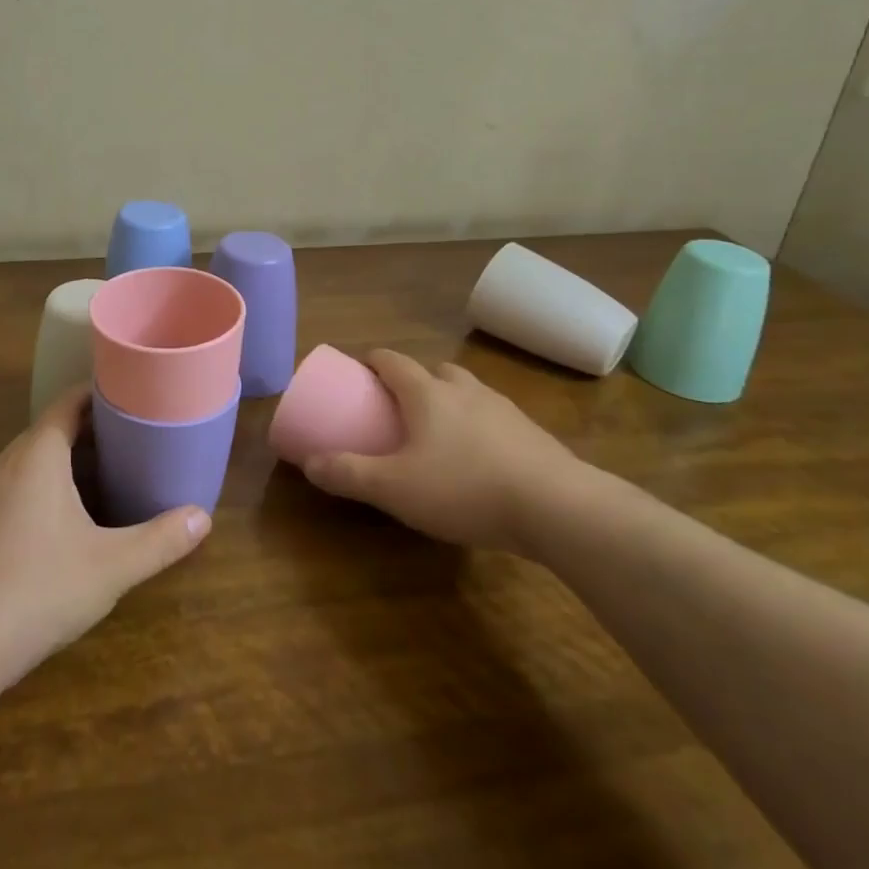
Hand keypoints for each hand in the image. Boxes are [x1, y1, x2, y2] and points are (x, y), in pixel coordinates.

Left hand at [0, 387, 210, 691]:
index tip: (134, 395)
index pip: (68, 402)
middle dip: (91, 429)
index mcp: (36, 454)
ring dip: (67, 459)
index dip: (100, 393)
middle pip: (51, 429)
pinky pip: (16, 485)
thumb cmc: (38, 590)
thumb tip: (203, 517)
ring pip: (32, 460)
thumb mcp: (111, 566)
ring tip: (110, 472)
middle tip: (135, 436)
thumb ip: (160, 540)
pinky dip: (45, 484)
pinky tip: (68, 517)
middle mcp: (5, 463)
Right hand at [299, 349, 584, 552]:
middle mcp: (466, 391)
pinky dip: (480, 428)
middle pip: (436, 370)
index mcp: (428, 393)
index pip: (393, 360)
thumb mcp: (394, 488)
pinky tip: (479, 461)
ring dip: (451, 401)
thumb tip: (310, 464)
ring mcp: (504, 410)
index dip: (373, 360)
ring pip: (469, 393)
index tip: (360, 368)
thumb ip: (349, 474)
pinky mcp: (534, 435)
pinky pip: (496, 420)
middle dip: (415, 380)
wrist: (558, 508)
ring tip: (440, 433)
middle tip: (400, 404)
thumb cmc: (464, 488)